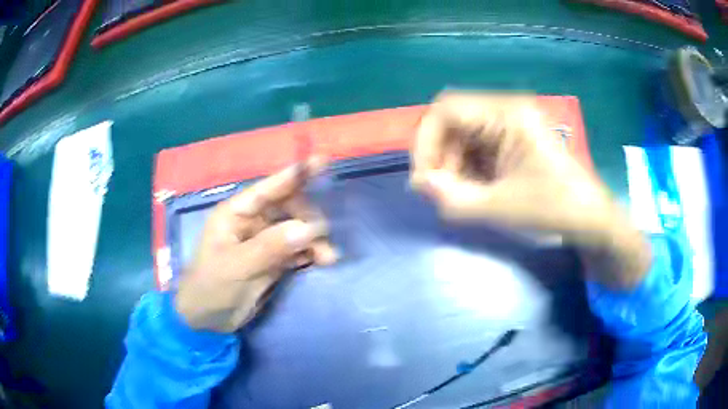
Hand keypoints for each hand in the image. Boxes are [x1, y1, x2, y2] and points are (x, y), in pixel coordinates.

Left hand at [175, 160, 336, 331]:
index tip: (322, 161)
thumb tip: (308, 228)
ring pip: (297, 229)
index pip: (268, 189)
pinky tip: (321, 261)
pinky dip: (311, 253)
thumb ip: (270, 246)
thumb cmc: (211, 287)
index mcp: (236, 214)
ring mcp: (264, 241)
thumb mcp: (236, 267)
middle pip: (289, 207)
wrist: (208, 320)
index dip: (294, 174)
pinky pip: (298, 249)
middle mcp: (252, 222)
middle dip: (308, 219)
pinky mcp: (273, 260)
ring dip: (315, 239)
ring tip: (327, 258)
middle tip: (322, 239)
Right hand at [411, 92, 650, 288]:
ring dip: (453, 166)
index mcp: (508, 114)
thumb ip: (454, 198)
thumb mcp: (501, 207)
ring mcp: (511, 126)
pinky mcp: (514, 142)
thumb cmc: (555, 209)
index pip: (447, 110)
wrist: (590, 220)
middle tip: (440, 194)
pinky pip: (478, 149)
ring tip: (459, 197)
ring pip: (463, 137)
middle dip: (440, 158)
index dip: (426, 141)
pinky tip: (475, 192)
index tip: (424, 180)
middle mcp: (507, 111)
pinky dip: (468, 170)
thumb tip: (421, 185)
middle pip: (453, 123)